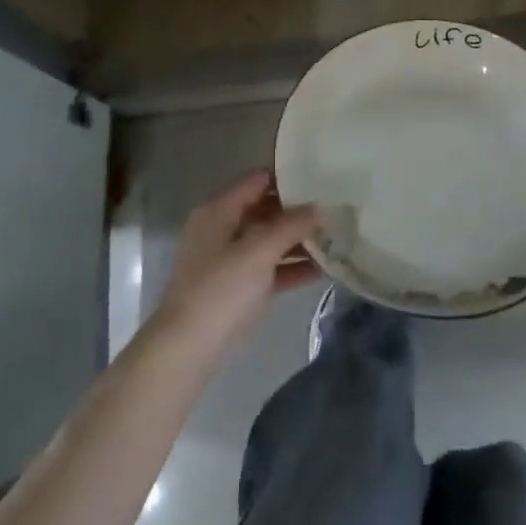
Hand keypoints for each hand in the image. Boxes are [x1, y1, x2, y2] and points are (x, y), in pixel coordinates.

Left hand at [150, 170, 321, 364]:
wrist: (188, 348)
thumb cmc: (221, 289)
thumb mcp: (259, 251)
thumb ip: (290, 225)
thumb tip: (319, 208)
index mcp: (219, 210)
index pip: (257, 179)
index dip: (288, 176)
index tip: (322, 177)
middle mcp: (223, 228)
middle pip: (266, 209)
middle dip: (299, 211)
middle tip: (335, 209)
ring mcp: (230, 259)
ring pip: (270, 240)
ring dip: (299, 240)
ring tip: (336, 238)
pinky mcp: (238, 287)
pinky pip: (270, 268)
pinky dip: (292, 267)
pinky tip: (323, 269)